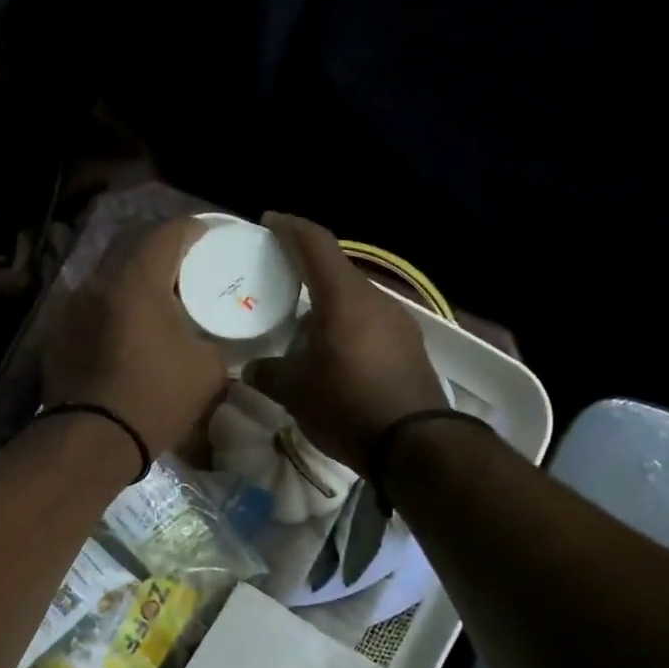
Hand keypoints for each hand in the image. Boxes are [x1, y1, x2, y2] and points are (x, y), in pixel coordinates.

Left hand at [42, 216, 229, 460]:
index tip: (212, 240)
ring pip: (108, 274)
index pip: (168, 231)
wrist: (92, 441)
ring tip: (157, 300)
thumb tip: (213, 337)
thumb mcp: (208, 369)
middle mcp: (98, 281)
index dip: (195, 229)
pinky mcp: (57, 333)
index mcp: (137, 279)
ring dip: (134, 278)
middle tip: (187, 268)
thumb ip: (215, 340)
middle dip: (162, 249)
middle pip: (132, 245)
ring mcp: (71, 306)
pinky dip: (114, 306)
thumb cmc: (155, 399)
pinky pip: (92, 304)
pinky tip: (127, 330)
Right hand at [244, 213, 446, 472]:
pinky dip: (346, 327)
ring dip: (327, 306)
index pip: (315, 244)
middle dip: (305, 272)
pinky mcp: (410, 347)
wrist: (416, 446)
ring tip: (301, 327)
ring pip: (354, 301)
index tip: (268, 222)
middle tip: (277, 282)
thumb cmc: (348, 407)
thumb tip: (251, 368)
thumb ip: (268, 373)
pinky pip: (370, 324)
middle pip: (336, 272)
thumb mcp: (295, 392)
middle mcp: (376, 300)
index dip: (289, 228)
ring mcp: (399, 323)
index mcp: (344, 299)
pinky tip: (333, 354)